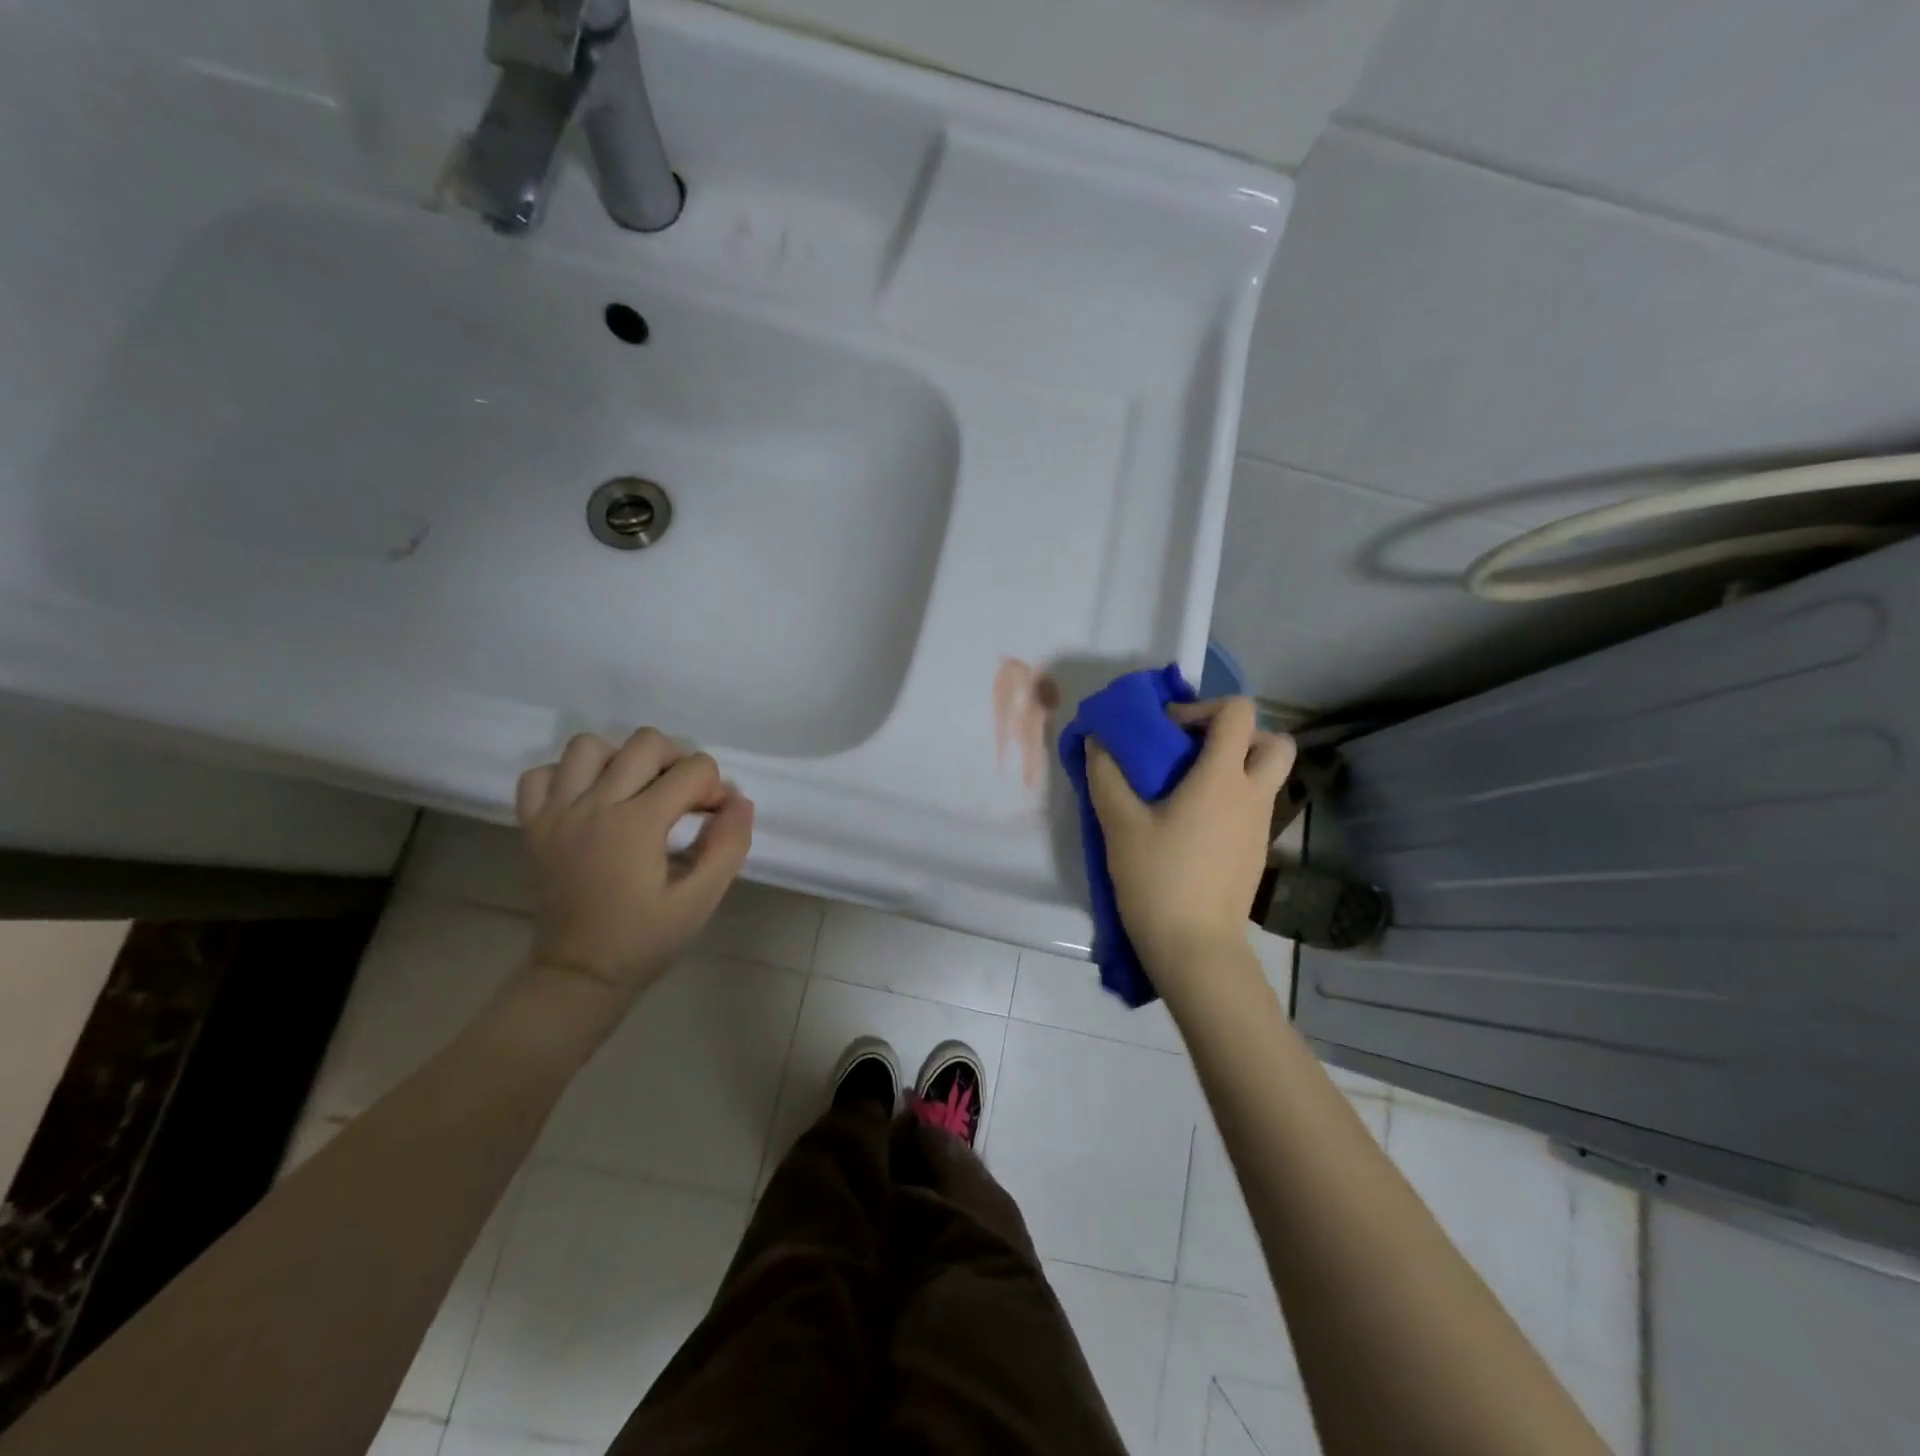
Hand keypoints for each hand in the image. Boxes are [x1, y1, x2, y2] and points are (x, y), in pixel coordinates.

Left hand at [515, 729, 753, 1001]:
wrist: (579, 975)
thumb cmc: (645, 940)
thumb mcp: (701, 900)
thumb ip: (728, 847)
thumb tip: (740, 801)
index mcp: (637, 824)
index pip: (694, 770)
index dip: (716, 788)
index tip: (715, 819)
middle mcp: (594, 806)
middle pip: (646, 742)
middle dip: (678, 762)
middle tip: (683, 800)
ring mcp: (556, 813)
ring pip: (589, 747)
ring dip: (621, 760)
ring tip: (635, 792)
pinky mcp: (532, 825)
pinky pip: (540, 775)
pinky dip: (566, 777)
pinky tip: (588, 802)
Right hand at [1086, 697, 1293, 999]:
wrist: (1195, 948)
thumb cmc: (1157, 879)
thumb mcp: (1119, 824)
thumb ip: (1106, 776)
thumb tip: (1097, 741)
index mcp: (1223, 778)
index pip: (1238, 712)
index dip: (1203, 706)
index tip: (1168, 730)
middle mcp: (1253, 794)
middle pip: (1275, 741)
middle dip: (1238, 735)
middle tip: (1196, 752)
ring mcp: (1261, 826)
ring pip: (1266, 776)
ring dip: (1235, 767)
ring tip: (1188, 788)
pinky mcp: (1257, 852)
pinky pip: (1255, 806)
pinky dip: (1232, 799)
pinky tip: (1192, 825)